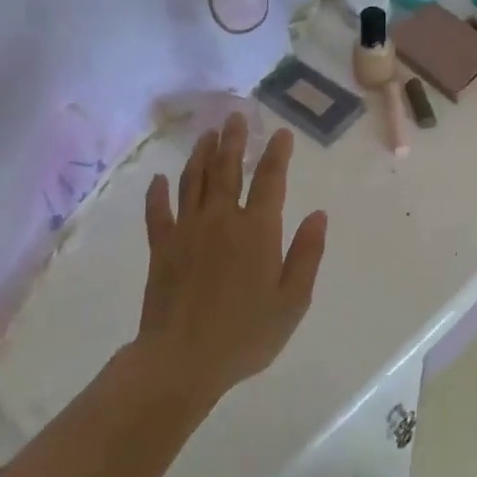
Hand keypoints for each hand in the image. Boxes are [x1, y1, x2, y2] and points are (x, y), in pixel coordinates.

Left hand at [137, 115, 327, 403]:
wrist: (182, 360)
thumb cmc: (246, 335)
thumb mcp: (292, 301)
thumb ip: (307, 254)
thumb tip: (318, 214)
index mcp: (257, 231)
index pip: (270, 180)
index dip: (277, 154)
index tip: (281, 133)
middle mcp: (222, 219)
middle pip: (228, 169)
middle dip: (234, 140)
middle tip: (236, 116)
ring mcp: (187, 230)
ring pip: (194, 181)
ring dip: (201, 154)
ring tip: (208, 135)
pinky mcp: (161, 247)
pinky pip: (158, 212)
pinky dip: (158, 193)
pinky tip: (158, 179)